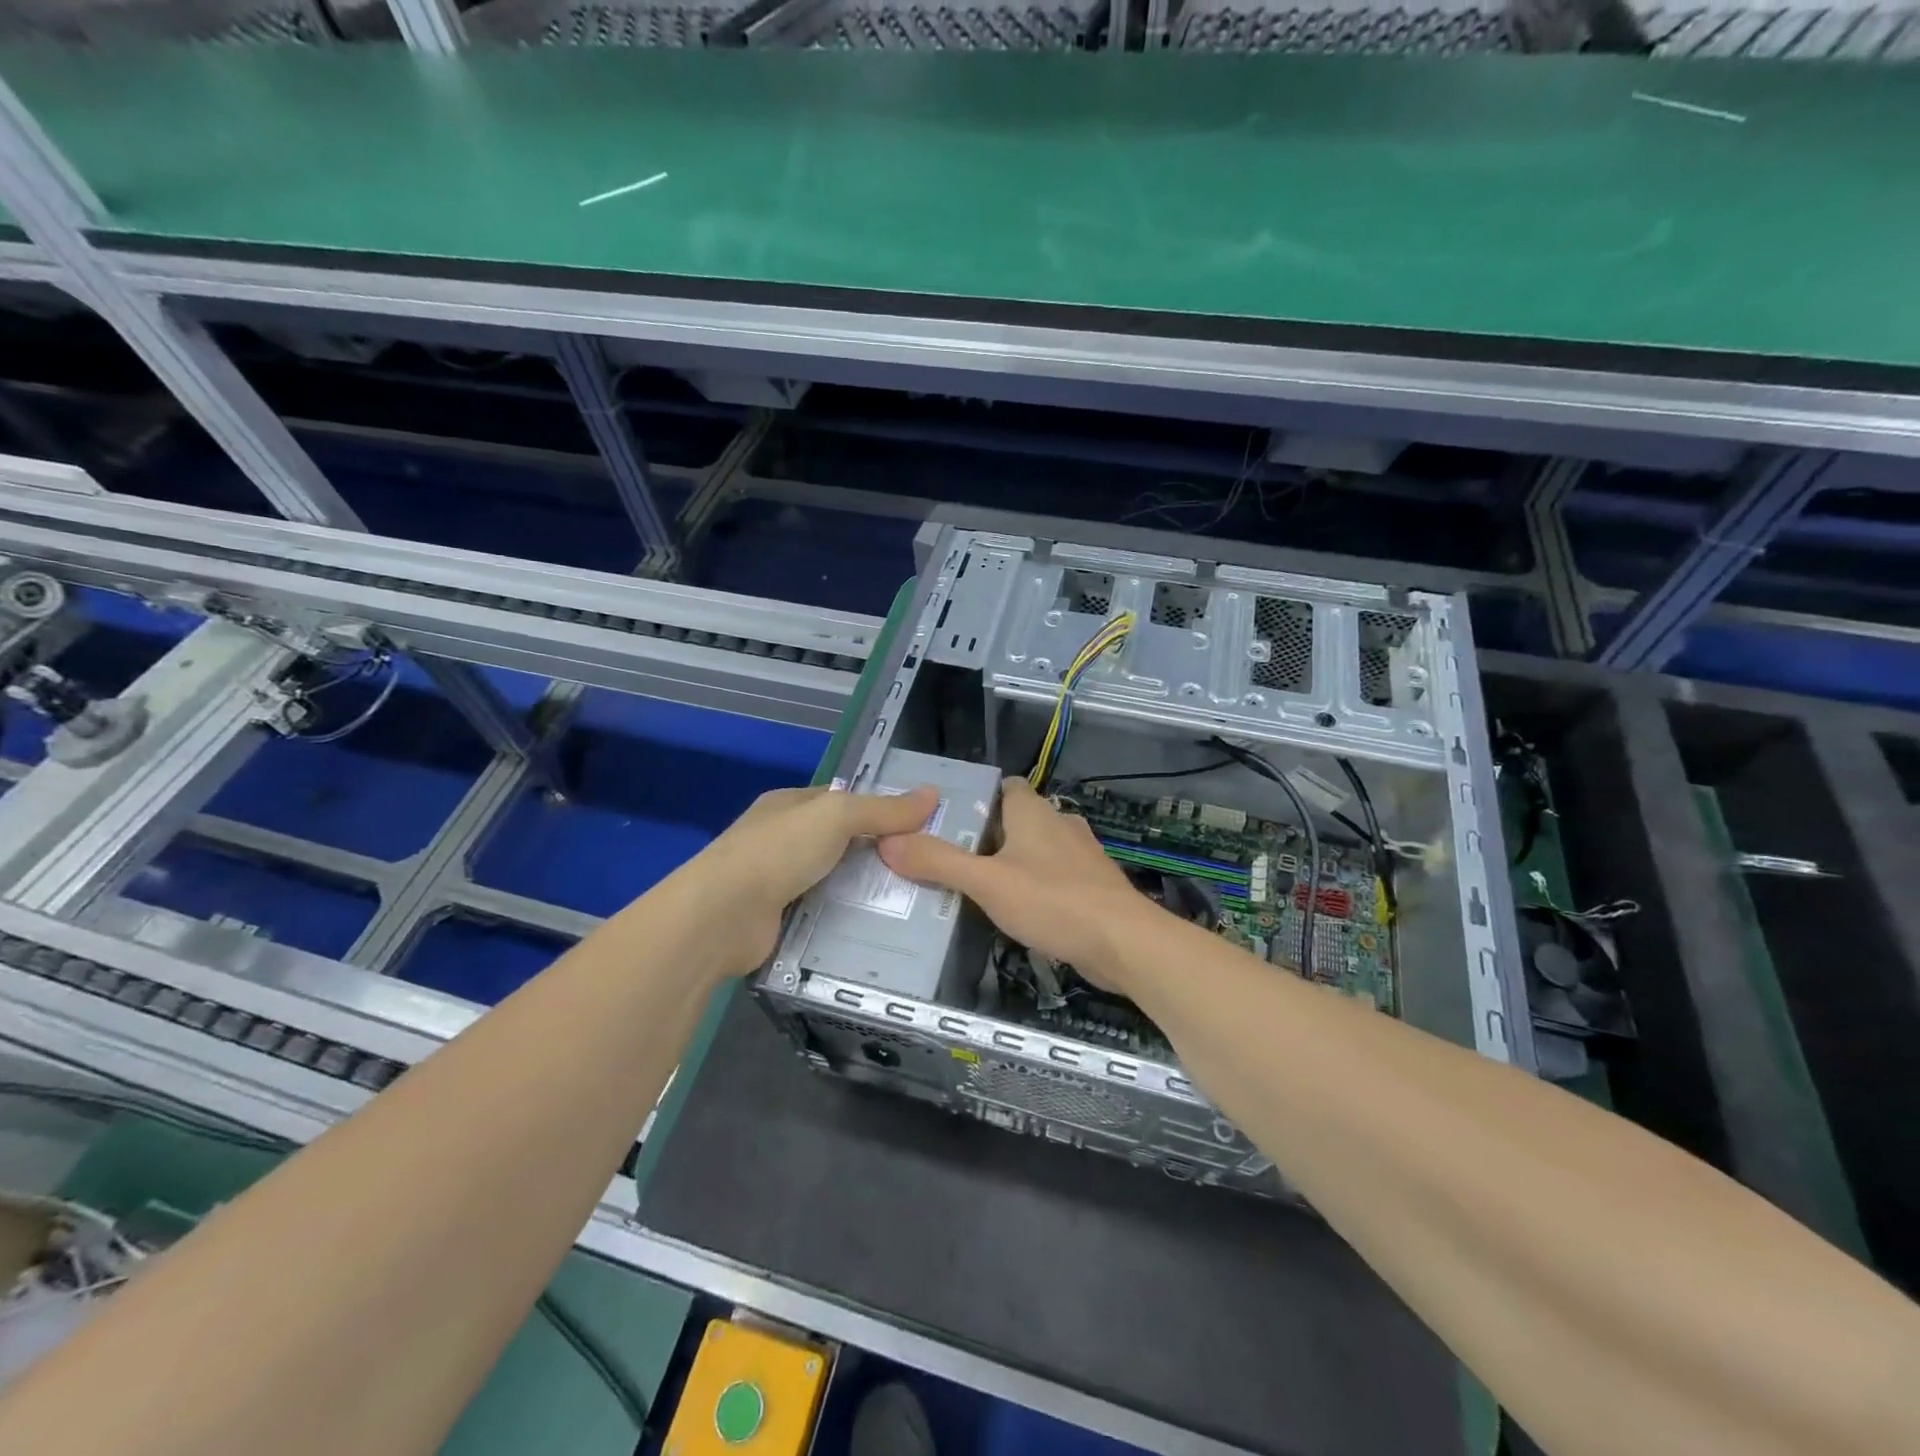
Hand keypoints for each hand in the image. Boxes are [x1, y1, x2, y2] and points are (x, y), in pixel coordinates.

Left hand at [693, 784, 939, 973]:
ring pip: (833, 880)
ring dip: (864, 889)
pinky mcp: (778, 920)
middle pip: (840, 842)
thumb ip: (883, 809)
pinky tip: (880, 929)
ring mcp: (776, 881)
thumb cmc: (778, 851)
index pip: (842, 800)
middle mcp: (781, 839)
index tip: (920, 825)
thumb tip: (932, 794)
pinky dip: (846, 919)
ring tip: (915, 901)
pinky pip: (823, 914)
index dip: (879, 808)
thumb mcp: (837, 816)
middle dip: (877, 853)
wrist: (721, 917)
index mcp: (789, 805)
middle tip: (925, 867)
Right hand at [878, 776, 1153, 985]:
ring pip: (1035, 850)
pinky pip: (1053, 877)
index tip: (945, 820)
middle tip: (948, 859)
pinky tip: (1015, 911)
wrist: (1124, 942)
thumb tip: (888, 841)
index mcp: (1033, 811)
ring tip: (974, 887)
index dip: (975, 798)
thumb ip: (938, 862)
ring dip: (1010, 863)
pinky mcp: (1091, 886)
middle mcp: (1059, 823)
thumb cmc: (1053, 901)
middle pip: (1015, 820)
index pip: (1003, 787)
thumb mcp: (986, 882)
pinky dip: (1033, 887)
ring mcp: (1079, 855)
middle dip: (985, 836)